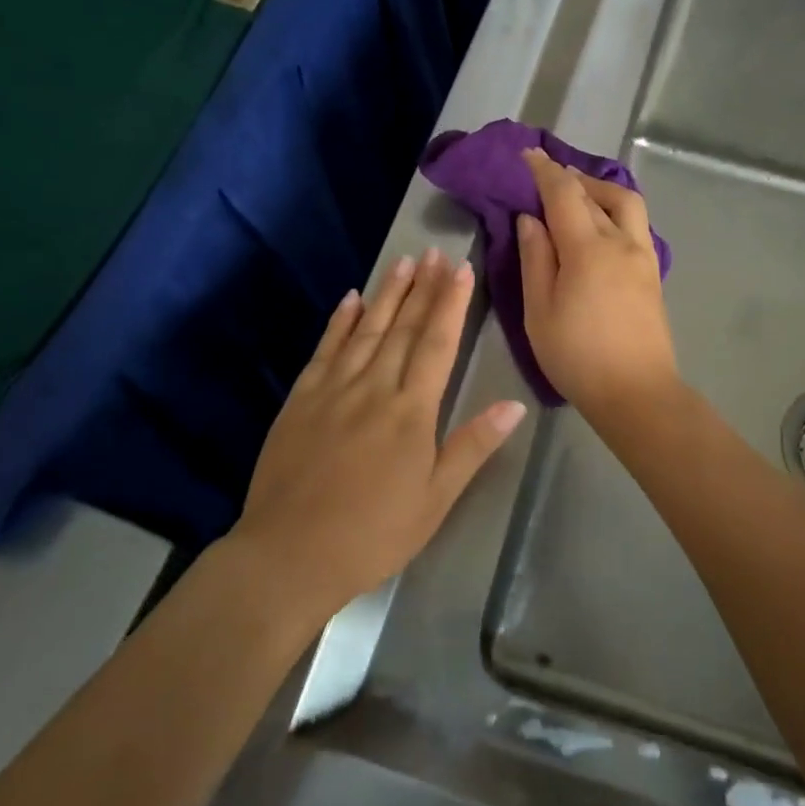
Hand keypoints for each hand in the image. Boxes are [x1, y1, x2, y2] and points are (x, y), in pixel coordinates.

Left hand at [228, 248, 526, 620]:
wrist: (289, 554)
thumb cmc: (373, 533)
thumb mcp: (435, 500)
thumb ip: (472, 446)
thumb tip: (514, 405)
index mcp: (411, 411)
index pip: (437, 344)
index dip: (451, 304)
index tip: (461, 269)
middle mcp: (373, 388)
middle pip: (403, 328)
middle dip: (422, 287)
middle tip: (435, 251)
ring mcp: (332, 390)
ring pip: (366, 330)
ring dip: (386, 294)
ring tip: (403, 261)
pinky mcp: (301, 400)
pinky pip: (325, 350)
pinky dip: (340, 322)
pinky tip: (350, 299)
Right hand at [517, 148, 678, 419]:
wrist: (637, 393)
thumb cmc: (577, 356)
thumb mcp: (540, 310)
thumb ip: (535, 259)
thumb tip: (530, 219)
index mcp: (588, 249)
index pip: (564, 194)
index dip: (544, 171)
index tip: (527, 155)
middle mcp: (621, 242)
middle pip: (597, 193)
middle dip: (570, 177)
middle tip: (547, 176)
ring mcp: (643, 256)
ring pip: (626, 204)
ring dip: (600, 189)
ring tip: (577, 195)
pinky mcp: (653, 273)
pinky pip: (636, 224)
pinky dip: (615, 210)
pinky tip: (600, 225)